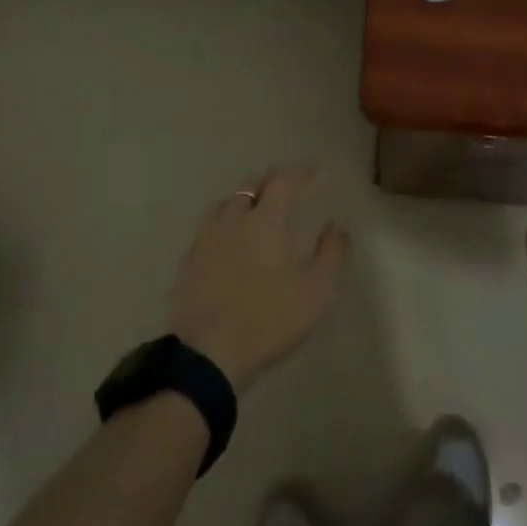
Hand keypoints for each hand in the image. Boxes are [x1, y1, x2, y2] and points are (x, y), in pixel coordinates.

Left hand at [169, 167, 348, 395]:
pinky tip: (228, 239)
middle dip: (271, 180)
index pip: (283, 181)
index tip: (314, 172)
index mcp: (267, 220)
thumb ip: (332, 253)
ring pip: (226, 203)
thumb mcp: (317, 291)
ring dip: (244, 198)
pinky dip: (224, 223)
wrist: (208, 353)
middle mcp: (234, 218)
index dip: (299, 173)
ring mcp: (206, 238)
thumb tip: (337, 226)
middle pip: (251, 185)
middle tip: (286, 185)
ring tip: (256, 207)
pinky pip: (209, 228)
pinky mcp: (189, 260)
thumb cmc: (270, 319)